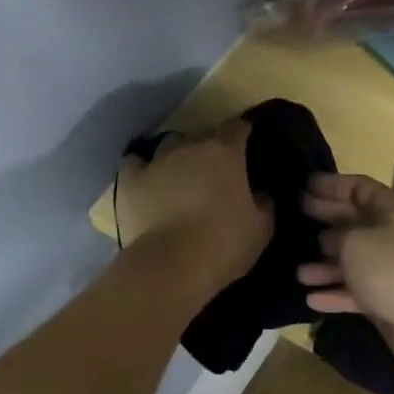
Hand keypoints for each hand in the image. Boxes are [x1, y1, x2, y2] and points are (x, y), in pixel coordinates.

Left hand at [115, 121, 271, 290]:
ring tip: (181, 177)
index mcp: (225, 152)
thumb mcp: (261, 228)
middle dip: (210, 149)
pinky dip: (143, 169)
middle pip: (202, 136)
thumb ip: (263, 202)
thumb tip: (259, 192)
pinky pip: (136, 163)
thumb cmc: (223, 245)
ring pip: (169, 145)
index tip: (246, 146)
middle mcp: (189, 147)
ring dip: (178, 156)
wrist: (170, 266)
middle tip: (215, 173)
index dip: (242, 134)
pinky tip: (147, 181)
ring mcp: (156, 161)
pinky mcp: (130, 180)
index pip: (237, 127)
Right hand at [298, 173, 393, 373]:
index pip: (360, 188)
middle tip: (296, 216)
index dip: (333, 185)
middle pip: (354, 223)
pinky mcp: (387, 303)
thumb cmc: (393, 265)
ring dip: (325, 266)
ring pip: (352, 263)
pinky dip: (334, 295)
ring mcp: (391, 271)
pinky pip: (355, 294)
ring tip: (298, 272)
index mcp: (391, 210)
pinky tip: (311, 298)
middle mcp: (392, 237)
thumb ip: (335, 235)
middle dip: (327, 219)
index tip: (305, 185)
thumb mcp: (354, 240)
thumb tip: (328, 239)